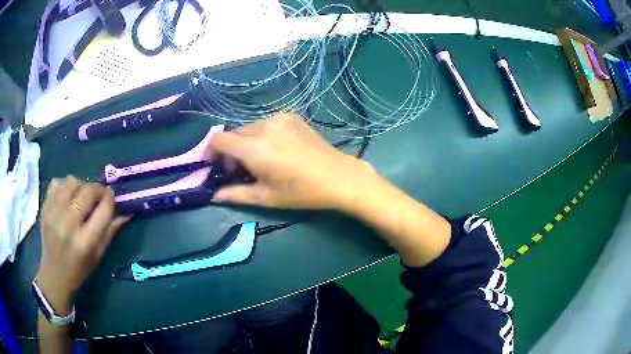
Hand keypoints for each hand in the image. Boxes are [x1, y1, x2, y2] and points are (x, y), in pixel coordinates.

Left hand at [36, 176, 129, 314]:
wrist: (54, 275)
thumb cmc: (79, 270)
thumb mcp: (98, 256)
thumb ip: (110, 231)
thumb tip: (126, 212)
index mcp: (85, 242)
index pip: (103, 210)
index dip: (111, 199)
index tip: (112, 197)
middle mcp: (68, 225)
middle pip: (87, 192)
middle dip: (98, 189)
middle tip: (100, 194)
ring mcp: (54, 214)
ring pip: (71, 182)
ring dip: (81, 184)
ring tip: (82, 195)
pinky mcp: (45, 208)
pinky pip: (56, 183)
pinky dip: (64, 185)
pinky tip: (67, 196)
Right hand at [207, 113, 376, 209]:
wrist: (337, 176)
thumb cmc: (301, 191)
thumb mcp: (265, 197)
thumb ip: (235, 195)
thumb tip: (214, 195)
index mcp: (254, 148)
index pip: (219, 139)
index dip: (210, 151)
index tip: (213, 165)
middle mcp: (263, 126)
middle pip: (234, 133)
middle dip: (231, 151)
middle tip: (241, 171)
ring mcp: (279, 118)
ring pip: (249, 128)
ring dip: (246, 143)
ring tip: (260, 161)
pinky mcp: (291, 116)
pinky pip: (266, 123)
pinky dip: (261, 135)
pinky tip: (275, 149)